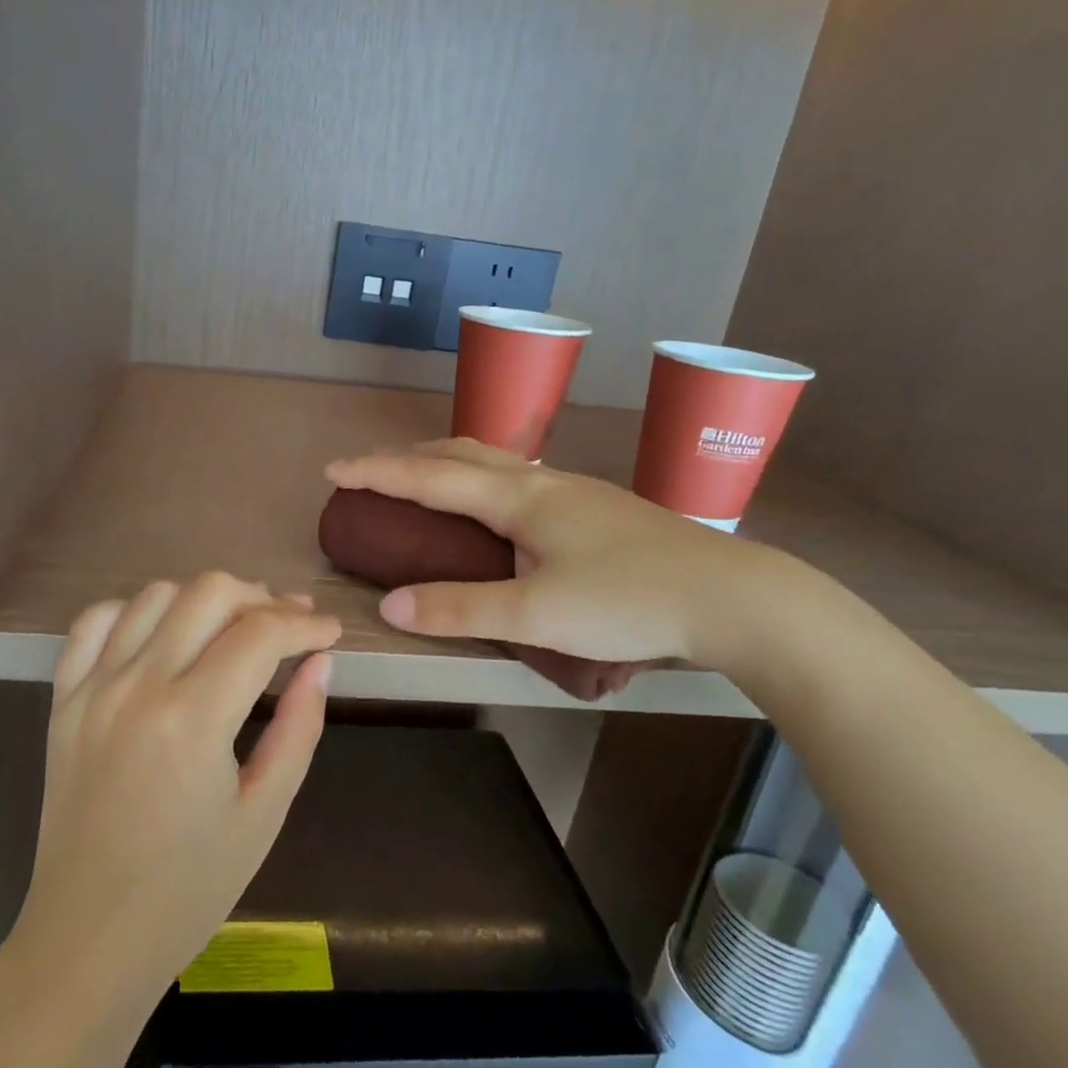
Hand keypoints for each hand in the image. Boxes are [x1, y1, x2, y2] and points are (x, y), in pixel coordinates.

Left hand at [11, 573, 341, 1013]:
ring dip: (204, 598)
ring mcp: (92, 688)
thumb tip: (320, 663)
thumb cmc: (189, 889)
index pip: (261, 633)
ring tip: (234, 626)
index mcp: (192, 719)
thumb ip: (299, 727)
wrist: (88, 937)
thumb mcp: (264, 814)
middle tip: (290, 626)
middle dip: (262, 598)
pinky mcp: (63, 699)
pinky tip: (163, 634)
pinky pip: (94, 622)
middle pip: (209, 592)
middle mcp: (138, 686)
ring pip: (155, 594)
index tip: (329, 633)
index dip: (306, 624)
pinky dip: (135, 611)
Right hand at [326, 439, 762, 669]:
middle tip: (372, 475)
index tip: (333, 470)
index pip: (430, 475)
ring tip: (422, 486)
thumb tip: (389, 605)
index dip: (377, 471)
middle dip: (408, 458)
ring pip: (493, 462)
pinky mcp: (596, 510)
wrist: (734, 597)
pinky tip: (491, 510)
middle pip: (461, 452)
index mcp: (519, 498)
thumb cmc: (630, 600)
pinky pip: (517, 481)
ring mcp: (573, 492)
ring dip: (446, 465)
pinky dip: (480, 483)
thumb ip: (459, 609)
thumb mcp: (537, 615)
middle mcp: (542, 482)